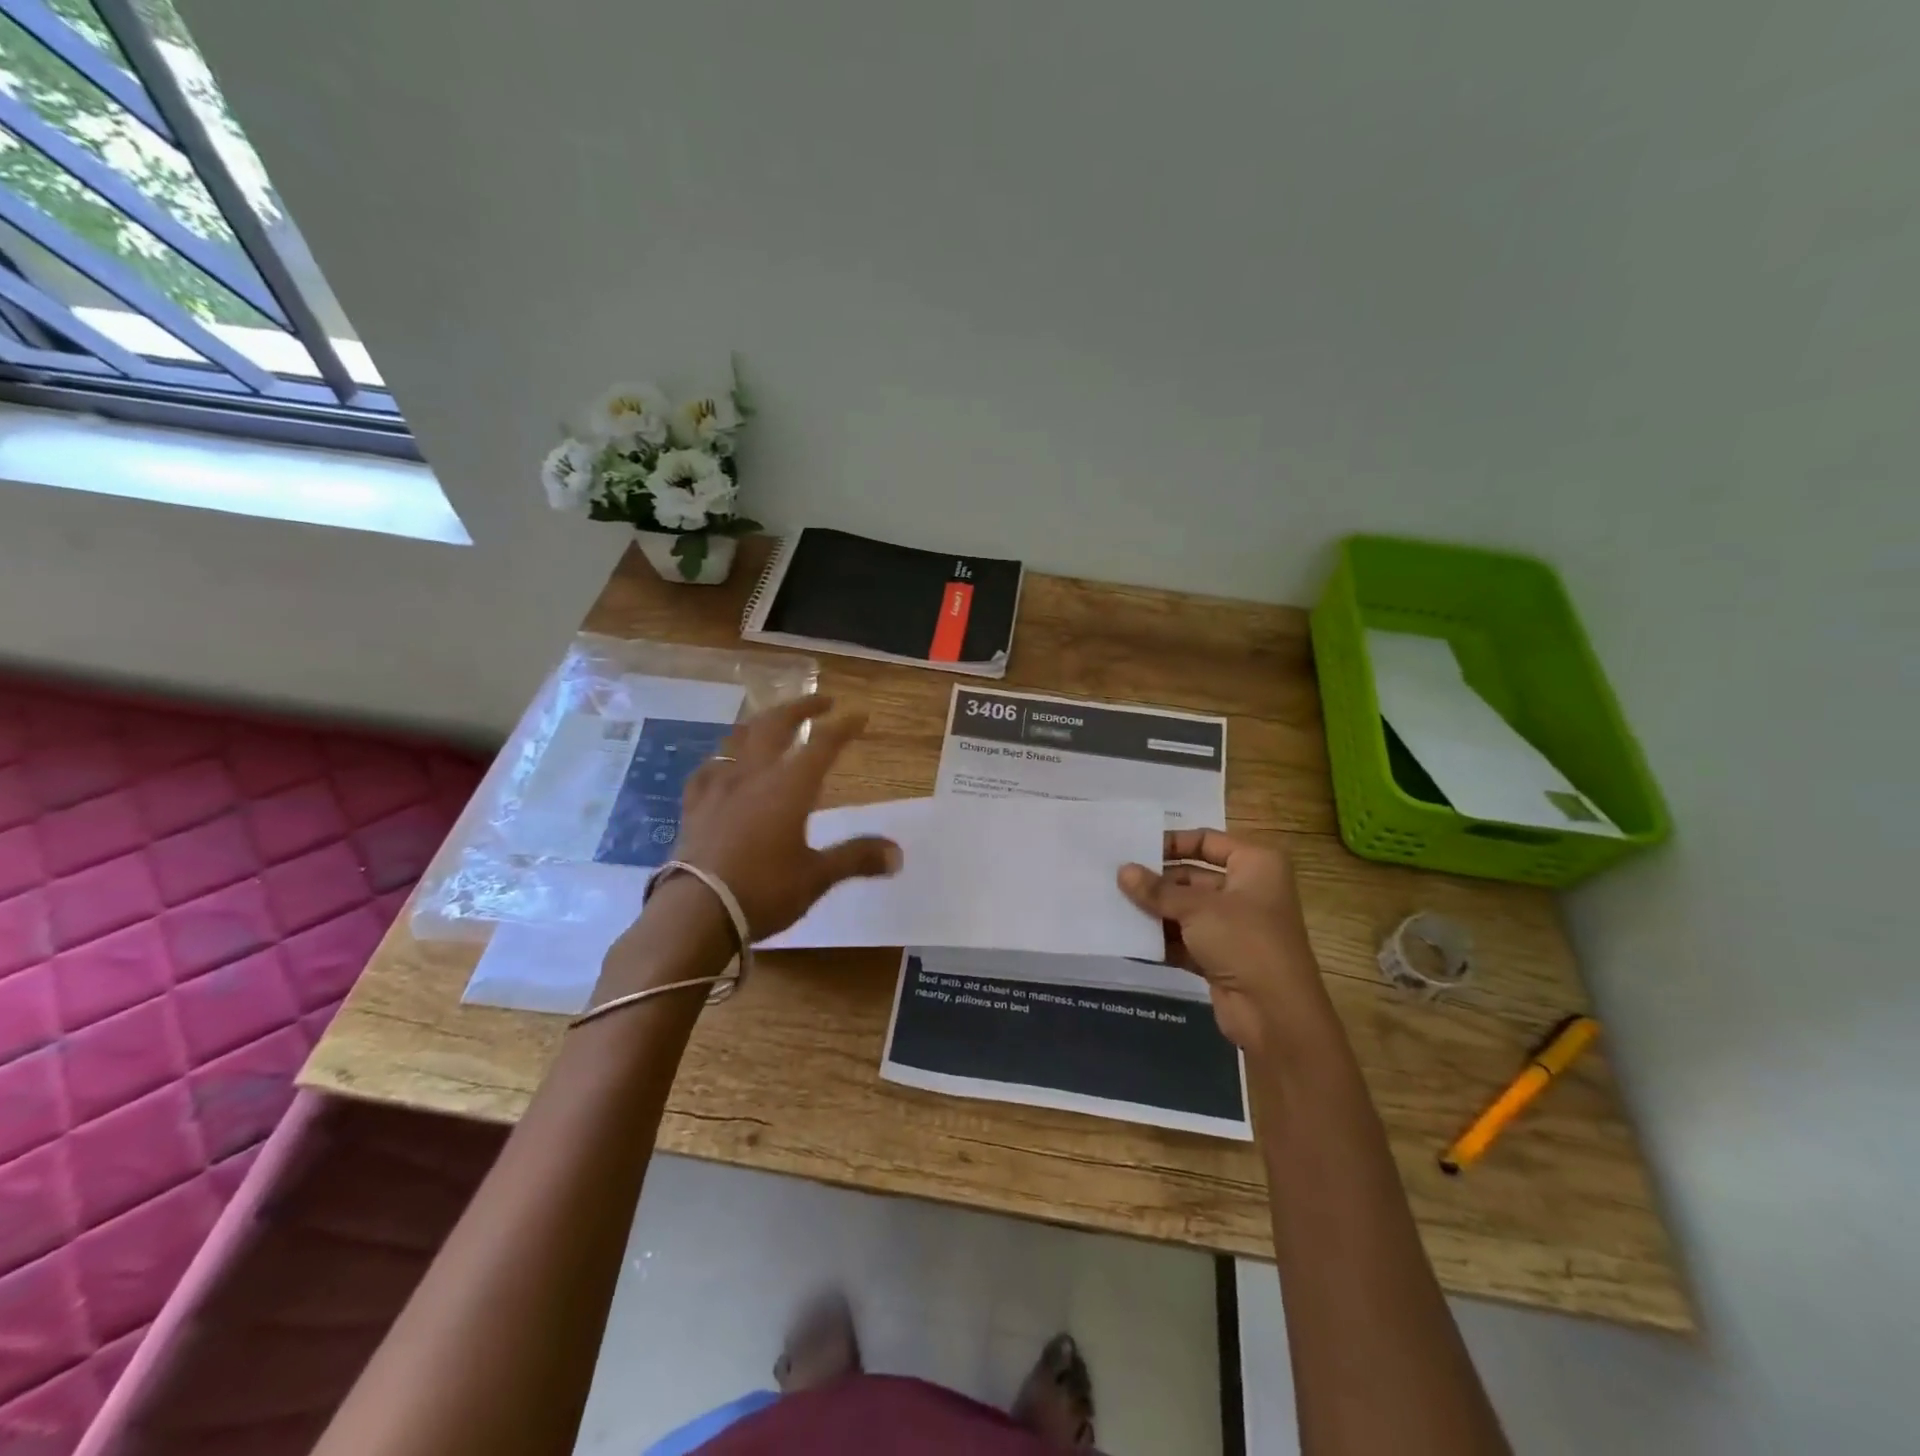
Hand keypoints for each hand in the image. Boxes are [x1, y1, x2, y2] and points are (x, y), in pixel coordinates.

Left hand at [671, 694, 900, 938]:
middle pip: (776, 725)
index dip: (844, 727)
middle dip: (800, 708)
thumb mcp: (816, 877)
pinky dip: (722, 759)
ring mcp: (719, 787)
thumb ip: (856, 858)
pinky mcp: (694, 806)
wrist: (696, 911)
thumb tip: (898, 854)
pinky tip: (722, 765)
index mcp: (789, 787)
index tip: (860, 715)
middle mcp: (754, 776)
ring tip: (772, 722)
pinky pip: (707, 770)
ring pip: (738, 739)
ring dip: (760, 723)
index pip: (823, 744)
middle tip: (821, 702)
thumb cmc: (763, 890)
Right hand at [1118, 829, 1327, 1055]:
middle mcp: (1248, 890)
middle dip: (1157, 881)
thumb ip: (1157, 891)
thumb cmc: (1244, 941)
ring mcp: (1235, 926)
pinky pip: (1186, 939)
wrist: (1275, 1014)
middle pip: (1193, 876)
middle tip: (1116, 879)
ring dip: (1155, 910)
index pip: (1207, 840)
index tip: (1136, 848)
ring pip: (1187, 909)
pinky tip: (1128, 937)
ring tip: (1114, 904)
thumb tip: (1122, 871)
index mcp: (1256, 864)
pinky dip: (1162, 938)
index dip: (1172, 842)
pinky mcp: (1222, 957)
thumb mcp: (1197, 909)